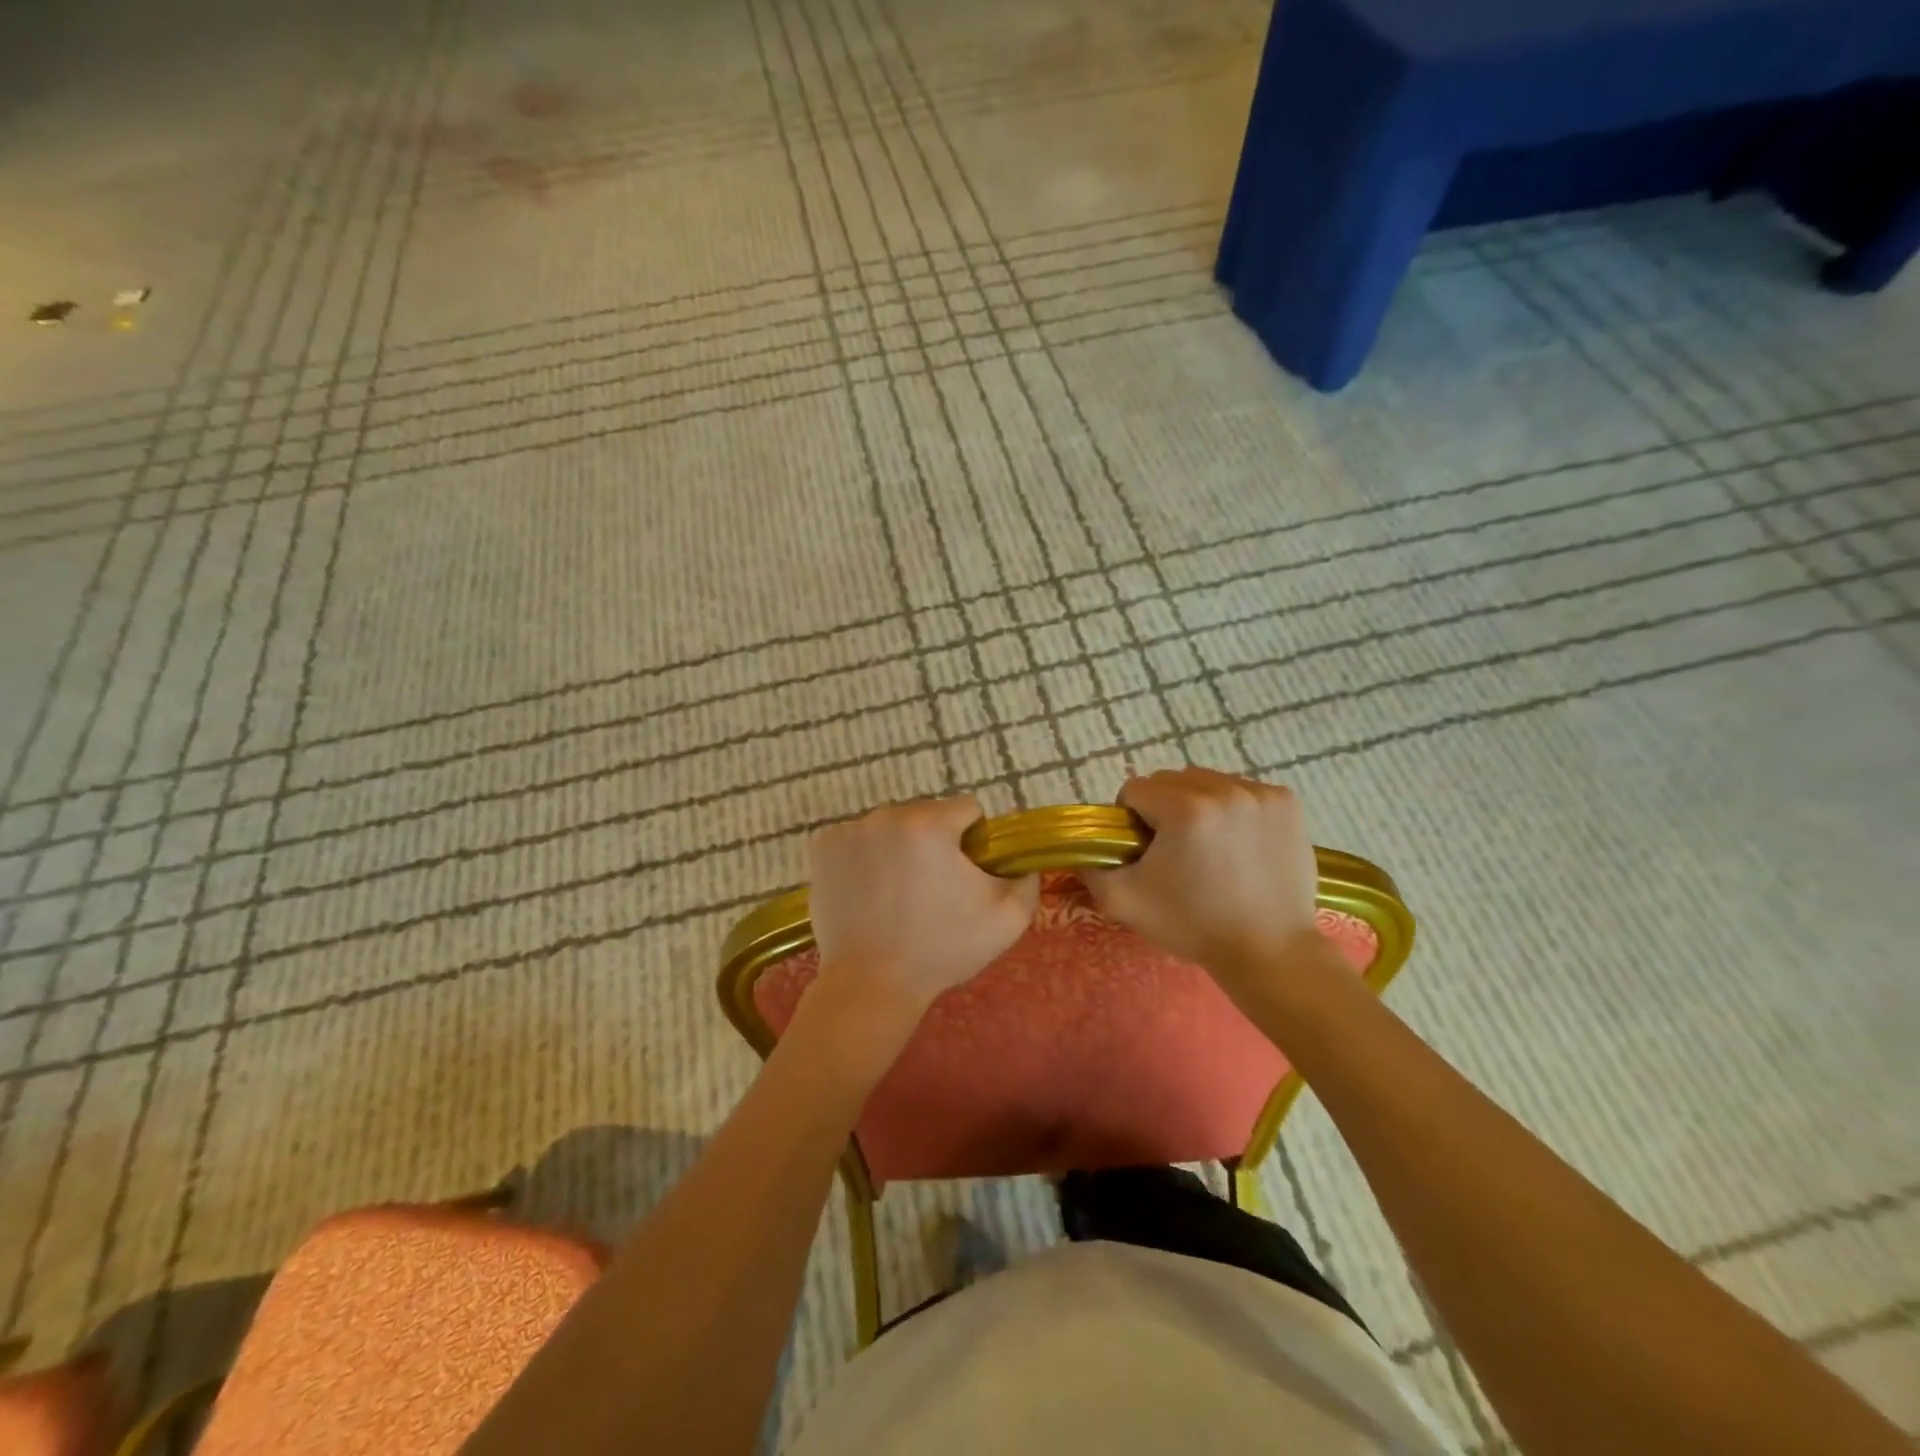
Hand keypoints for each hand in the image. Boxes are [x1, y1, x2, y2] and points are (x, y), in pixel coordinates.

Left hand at [808, 796, 1038, 1020]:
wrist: (871, 984)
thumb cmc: (941, 949)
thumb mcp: (1006, 920)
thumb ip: (1027, 879)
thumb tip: (1022, 860)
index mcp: (931, 824)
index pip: (966, 808)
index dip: (974, 839)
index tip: (966, 871)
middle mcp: (888, 815)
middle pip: (926, 813)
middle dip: (936, 840)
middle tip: (932, 887)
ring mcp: (850, 829)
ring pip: (891, 825)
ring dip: (900, 845)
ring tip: (898, 892)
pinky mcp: (823, 846)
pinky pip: (858, 838)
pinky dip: (866, 855)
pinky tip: (869, 889)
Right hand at [1082, 768, 1321, 992]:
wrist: (1269, 952)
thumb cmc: (1193, 925)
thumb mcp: (1124, 902)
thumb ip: (1091, 868)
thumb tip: (1082, 847)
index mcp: (1184, 809)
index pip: (1135, 790)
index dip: (1131, 820)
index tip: (1145, 851)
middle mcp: (1224, 789)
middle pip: (1171, 780)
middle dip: (1164, 808)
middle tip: (1174, 850)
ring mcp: (1260, 794)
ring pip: (1207, 781)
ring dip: (1198, 804)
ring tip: (1209, 846)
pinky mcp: (1287, 803)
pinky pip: (1242, 790)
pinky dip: (1233, 809)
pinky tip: (1238, 843)